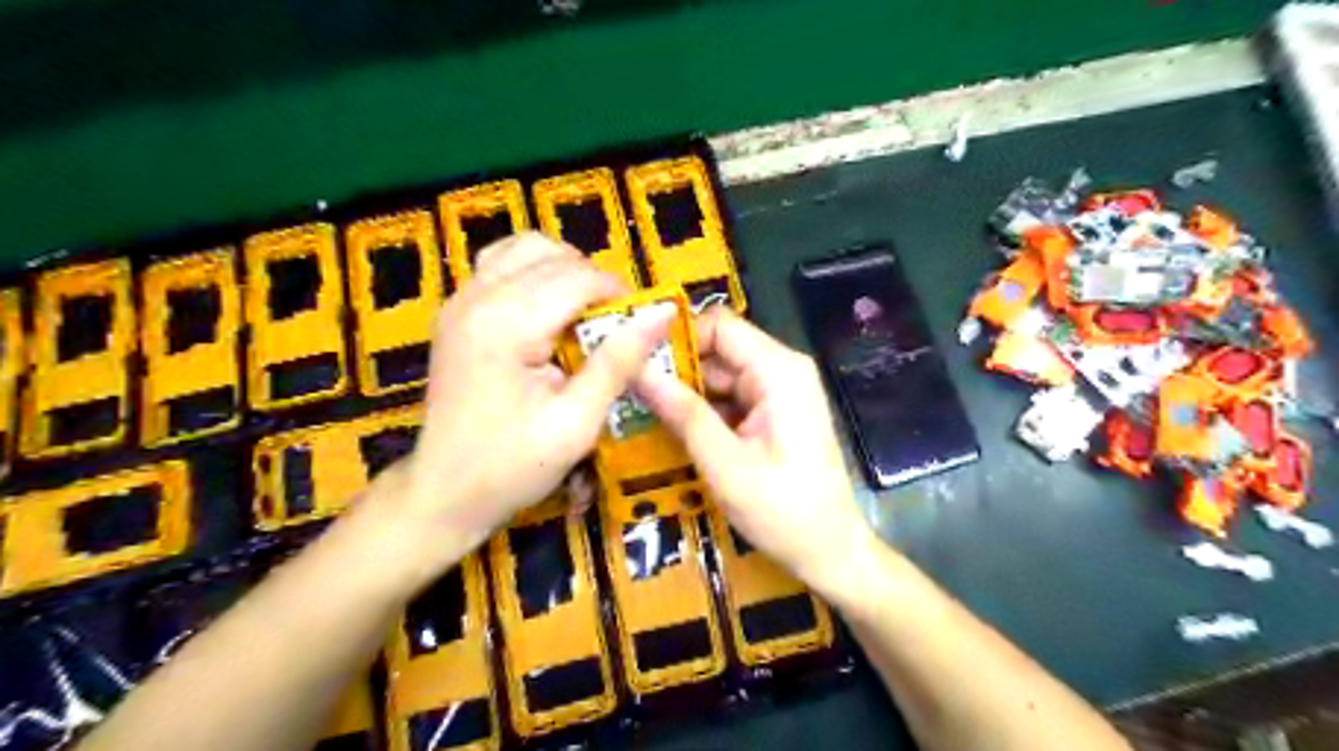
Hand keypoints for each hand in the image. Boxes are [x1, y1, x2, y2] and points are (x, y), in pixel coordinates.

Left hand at [372, 234, 669, 568]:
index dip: (619, 295)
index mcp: (506, 324)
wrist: (444, 492)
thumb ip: (618, 362)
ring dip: (565, 271)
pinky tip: (548, 310)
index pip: (578, 277)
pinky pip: (502, 263)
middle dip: (595, 283)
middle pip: (554, 257)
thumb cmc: (512, 467)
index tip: (641, 326)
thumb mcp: (576, 422)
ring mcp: (461, 299)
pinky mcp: (457, 309)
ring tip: (584, 314)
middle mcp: (478, 297)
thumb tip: (662, 313)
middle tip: (615, 327)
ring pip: (526, 247)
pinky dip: (535, 273)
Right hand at [634, 309, 880, 601]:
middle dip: (677, 370)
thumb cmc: (784, 511)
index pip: (719, 325)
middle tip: (629, 393)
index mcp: (778, 371)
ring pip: (720, 375)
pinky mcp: (774, 413)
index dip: (677, 338)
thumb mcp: (725, 464)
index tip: (635, 361)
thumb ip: (683, 413)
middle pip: (718, 349)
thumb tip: (637, 370)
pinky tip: (674, 430)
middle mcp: (782, 370)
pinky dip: (704, 412)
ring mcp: (779, 392)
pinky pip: (731, 398)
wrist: (832, 552)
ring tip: (642, 412)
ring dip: (686, 394)